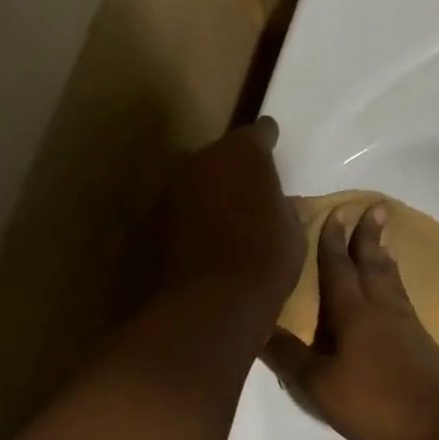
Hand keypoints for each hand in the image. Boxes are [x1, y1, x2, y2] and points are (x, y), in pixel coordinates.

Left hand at [159, 116, 304, 319]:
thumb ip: (286, 210)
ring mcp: (167, 190)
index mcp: (242, 153)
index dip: (267, 142)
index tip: (272, 147)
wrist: (209, 306)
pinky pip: (173, 215)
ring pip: (191, 185)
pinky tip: (197, 248)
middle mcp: (198, 159)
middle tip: (245, 197)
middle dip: (230, 172)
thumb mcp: (293, 236)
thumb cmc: (265, 263)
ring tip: (220, 227)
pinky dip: (184, 225)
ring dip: (204, 198)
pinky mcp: (146, 222)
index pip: (259, 133)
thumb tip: (285, 203)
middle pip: (217, 157)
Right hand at [263, 203, 438, 439]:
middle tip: (374, 208)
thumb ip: (289, 356)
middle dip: (368, 236)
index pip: (338, 267)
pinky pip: (402, 298)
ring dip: (384, 256)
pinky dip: (395, 283)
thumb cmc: (374, 400)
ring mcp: (405, 323)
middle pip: (373, 264)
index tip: (336, 212)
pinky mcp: (420, 341)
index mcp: (352, 312)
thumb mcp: (319, 383)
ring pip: (391, 279)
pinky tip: (395, 293)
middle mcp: (380, 308)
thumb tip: (257, 328)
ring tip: (383, 240)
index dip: (332, 241)